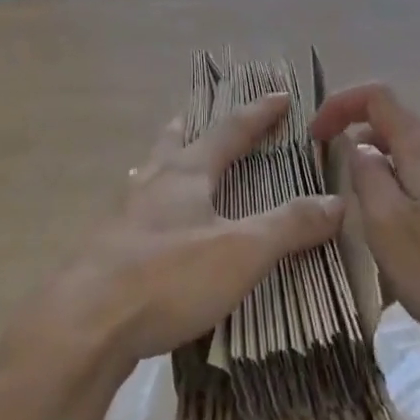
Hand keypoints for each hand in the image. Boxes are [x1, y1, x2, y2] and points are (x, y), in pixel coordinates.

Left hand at [31, 94, 343, 369]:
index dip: (258, 113)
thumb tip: (337, 200)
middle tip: (199, 113)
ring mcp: (122, 215)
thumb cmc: (167, 276)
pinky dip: (149, 204)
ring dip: (166, 161)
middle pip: (175, 141)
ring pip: (149, 173)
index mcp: (187, 173)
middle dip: (194, 126)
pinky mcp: (104, 250)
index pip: (230, 130)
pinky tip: (149, 227)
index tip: (281, 95)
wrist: (81, 325)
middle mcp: (152, 183)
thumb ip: (289, 226)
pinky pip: (134, 212)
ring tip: (172, 163)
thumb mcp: (241, 252)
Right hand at [310, 84, 419, 350]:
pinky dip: (408, 196)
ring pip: (417, 162)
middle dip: (360, 144)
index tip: (314, 137)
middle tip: (337, 187)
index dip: (341, 105)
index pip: (378, 97)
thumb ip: (367, 176)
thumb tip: (359, 147)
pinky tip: (409, 244)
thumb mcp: (387, 225)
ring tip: (370, 222)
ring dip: (384, 175)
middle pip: (398, 128)